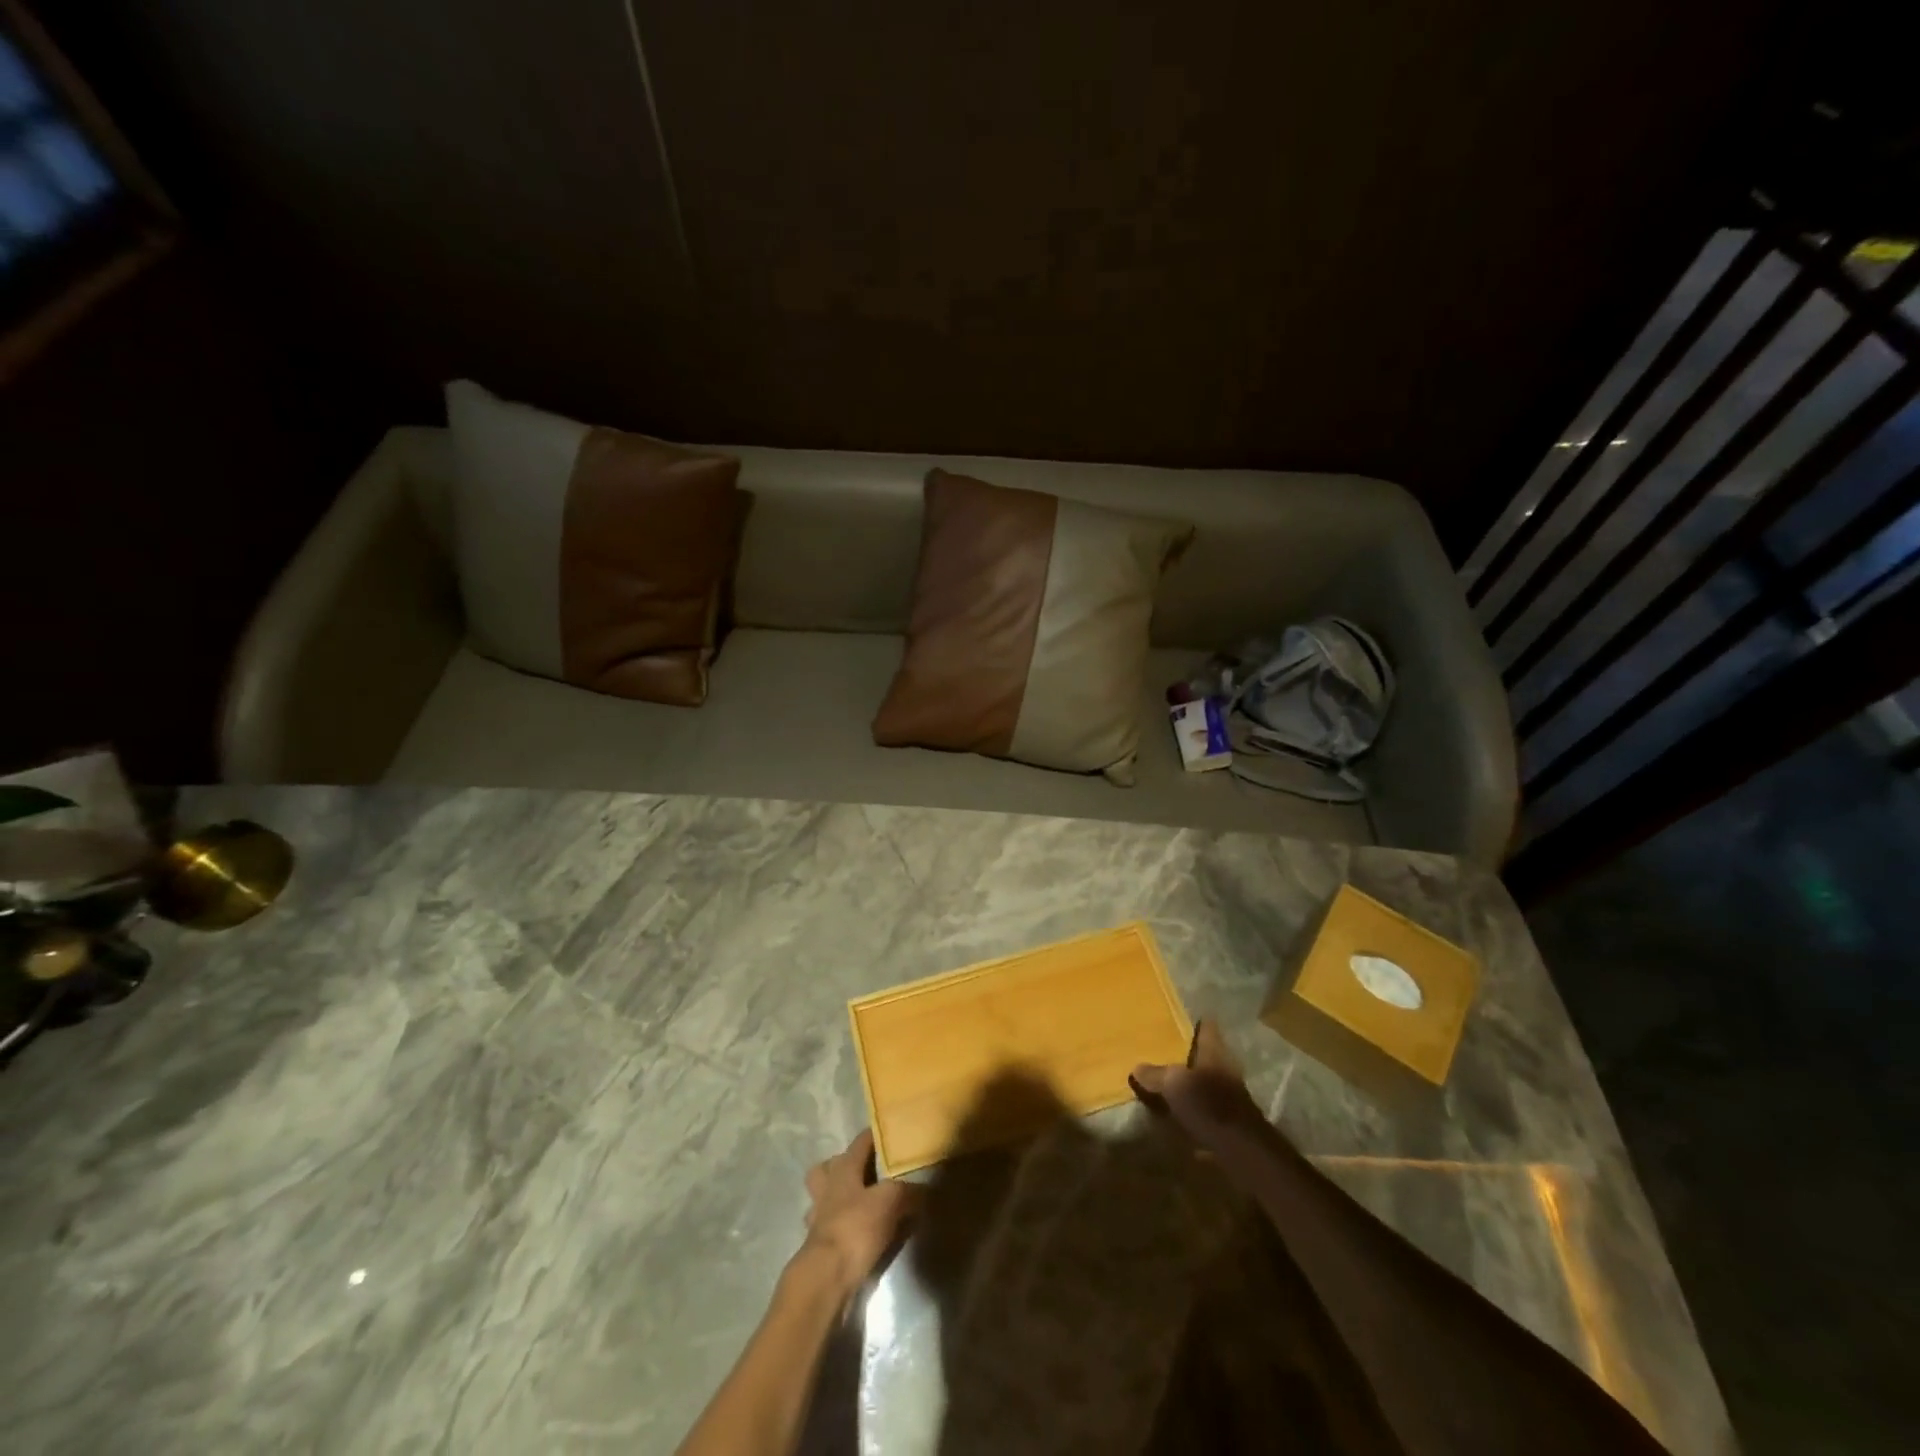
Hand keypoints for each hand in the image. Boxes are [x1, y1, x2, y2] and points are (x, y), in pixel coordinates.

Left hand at [797, 1129, 917, 1298]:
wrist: (827, 1277)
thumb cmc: (857, 1227)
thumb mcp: (891, 1202)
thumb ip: (909, 1192)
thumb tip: (926, 1189)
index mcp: (843, 1169)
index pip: (859, 1142)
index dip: (874, 1135)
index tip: (889, 1133)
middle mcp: (827, 1188)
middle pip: (828, 1167)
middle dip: (843, 1166)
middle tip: (866, 1172)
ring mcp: (818, 1218)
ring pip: (824, 1198)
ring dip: (838, 1199)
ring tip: (861, 1205)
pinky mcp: (818, 1246)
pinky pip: (830, 1228)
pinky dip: (843, 1229)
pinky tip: (857, 1236)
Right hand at [1130, 1019, 1269, 1151]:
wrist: (1242, 1150)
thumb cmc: (1209, 1105)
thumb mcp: (1174, 1084)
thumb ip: (1155, 1074)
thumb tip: (1137, 1067)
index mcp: (1214, 1053)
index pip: (1207, 1028)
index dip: (1195, 1021)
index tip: (1179, 1017)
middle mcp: (1224, 1069)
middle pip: (1206, 1055)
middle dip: (1188, 1054)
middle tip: (1163, 1050)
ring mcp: (1230, 1096)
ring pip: (1206, 1082)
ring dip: (1191, 1083)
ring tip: (1166, 1083)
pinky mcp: (1229, 1122)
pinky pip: (1206, 1109)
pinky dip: (1194, 1110)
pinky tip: (1177, 1115)